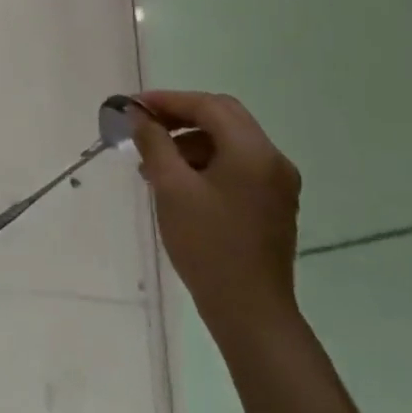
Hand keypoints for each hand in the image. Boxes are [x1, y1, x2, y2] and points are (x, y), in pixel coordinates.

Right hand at [131, 91, 301, 347]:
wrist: (249, 312)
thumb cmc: (207, 245)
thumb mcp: (171, 188)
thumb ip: (154, 142)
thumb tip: (139, 115)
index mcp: (253, 151)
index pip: (209, 106)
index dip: (168, 100)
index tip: (133, 106)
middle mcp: (272, 159)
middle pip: (223, 118)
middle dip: (181, 115)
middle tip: (144, 124)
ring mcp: (277, 183)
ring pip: (229, 142)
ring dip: (191, 141)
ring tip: (153, 161)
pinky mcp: (273, 204)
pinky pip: (237, 165)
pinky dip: (206, 161)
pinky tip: (178, 182)